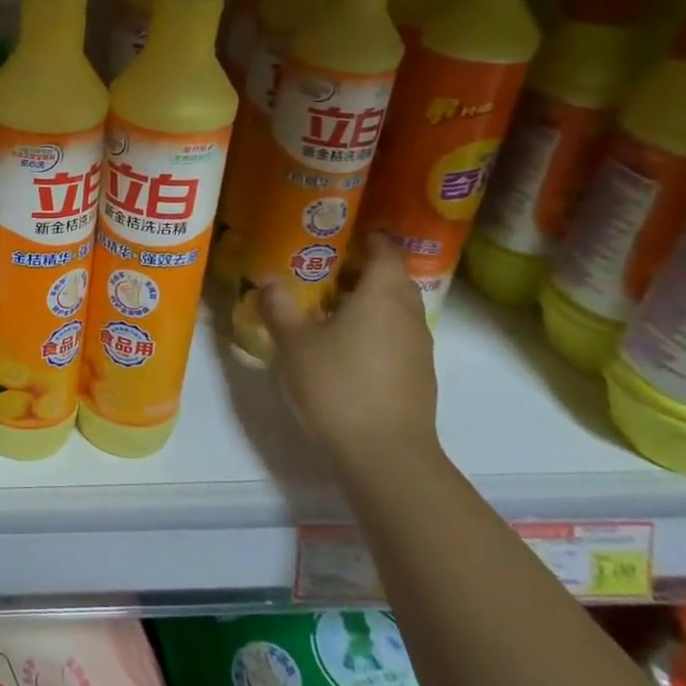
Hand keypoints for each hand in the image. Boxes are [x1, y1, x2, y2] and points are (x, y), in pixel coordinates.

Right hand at [257, 235, 440, 474]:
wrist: (385, 454)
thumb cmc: (337, 385)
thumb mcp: (293, 343)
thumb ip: (279, 306)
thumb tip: (267, 279)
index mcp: (382, 295)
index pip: (385, 249)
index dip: (368, 236)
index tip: (341, 232)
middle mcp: (408, 313)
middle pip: (392, 278)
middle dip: (363, 269)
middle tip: (324, 269)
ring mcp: (419, 346)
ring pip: (396, 309)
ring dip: (368, 301)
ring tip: (329, 307)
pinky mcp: (418, 375)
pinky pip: (396, 335)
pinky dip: (375, 329)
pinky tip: (345, 346)